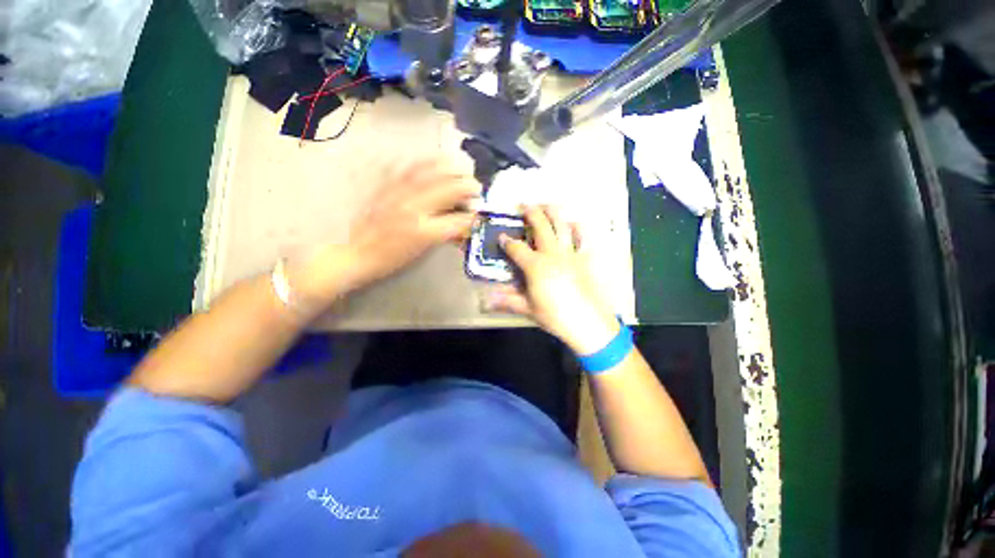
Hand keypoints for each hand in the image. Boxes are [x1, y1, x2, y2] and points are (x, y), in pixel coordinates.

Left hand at [290, 160, 479, 306]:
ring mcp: (400, 194)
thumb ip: (447, 234)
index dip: (473, 215)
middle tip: (475, 186)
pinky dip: (426, 163)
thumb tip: (464, 221)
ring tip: (460, 168)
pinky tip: (435, 161)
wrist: (359, 253)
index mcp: (425, 231)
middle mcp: (415, 209)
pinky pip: (410, 169)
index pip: (459, 219)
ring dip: (450, 168)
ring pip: (430, 173)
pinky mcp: (388, 188)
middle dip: (467, 186)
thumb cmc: (394, 258)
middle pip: (449, 189)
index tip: (479, 212)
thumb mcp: (424, 250)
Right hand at [486, 206, 619, 354]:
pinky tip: (573, 223)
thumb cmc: (555, 316)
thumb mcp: (528, 309)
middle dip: (530, 212)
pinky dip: (577, 227)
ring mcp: (570, 253)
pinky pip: (582, 237)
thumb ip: (507, 301)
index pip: (516, 248)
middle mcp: (552, 253)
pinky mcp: (584, 258)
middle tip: (523, 206)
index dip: (507, 241)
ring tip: (546, 205)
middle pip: (540, 225)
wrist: (588, 323)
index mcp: (536, 265)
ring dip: (553, 212)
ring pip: (562, 225)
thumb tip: (485, 301)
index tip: (501, 237)